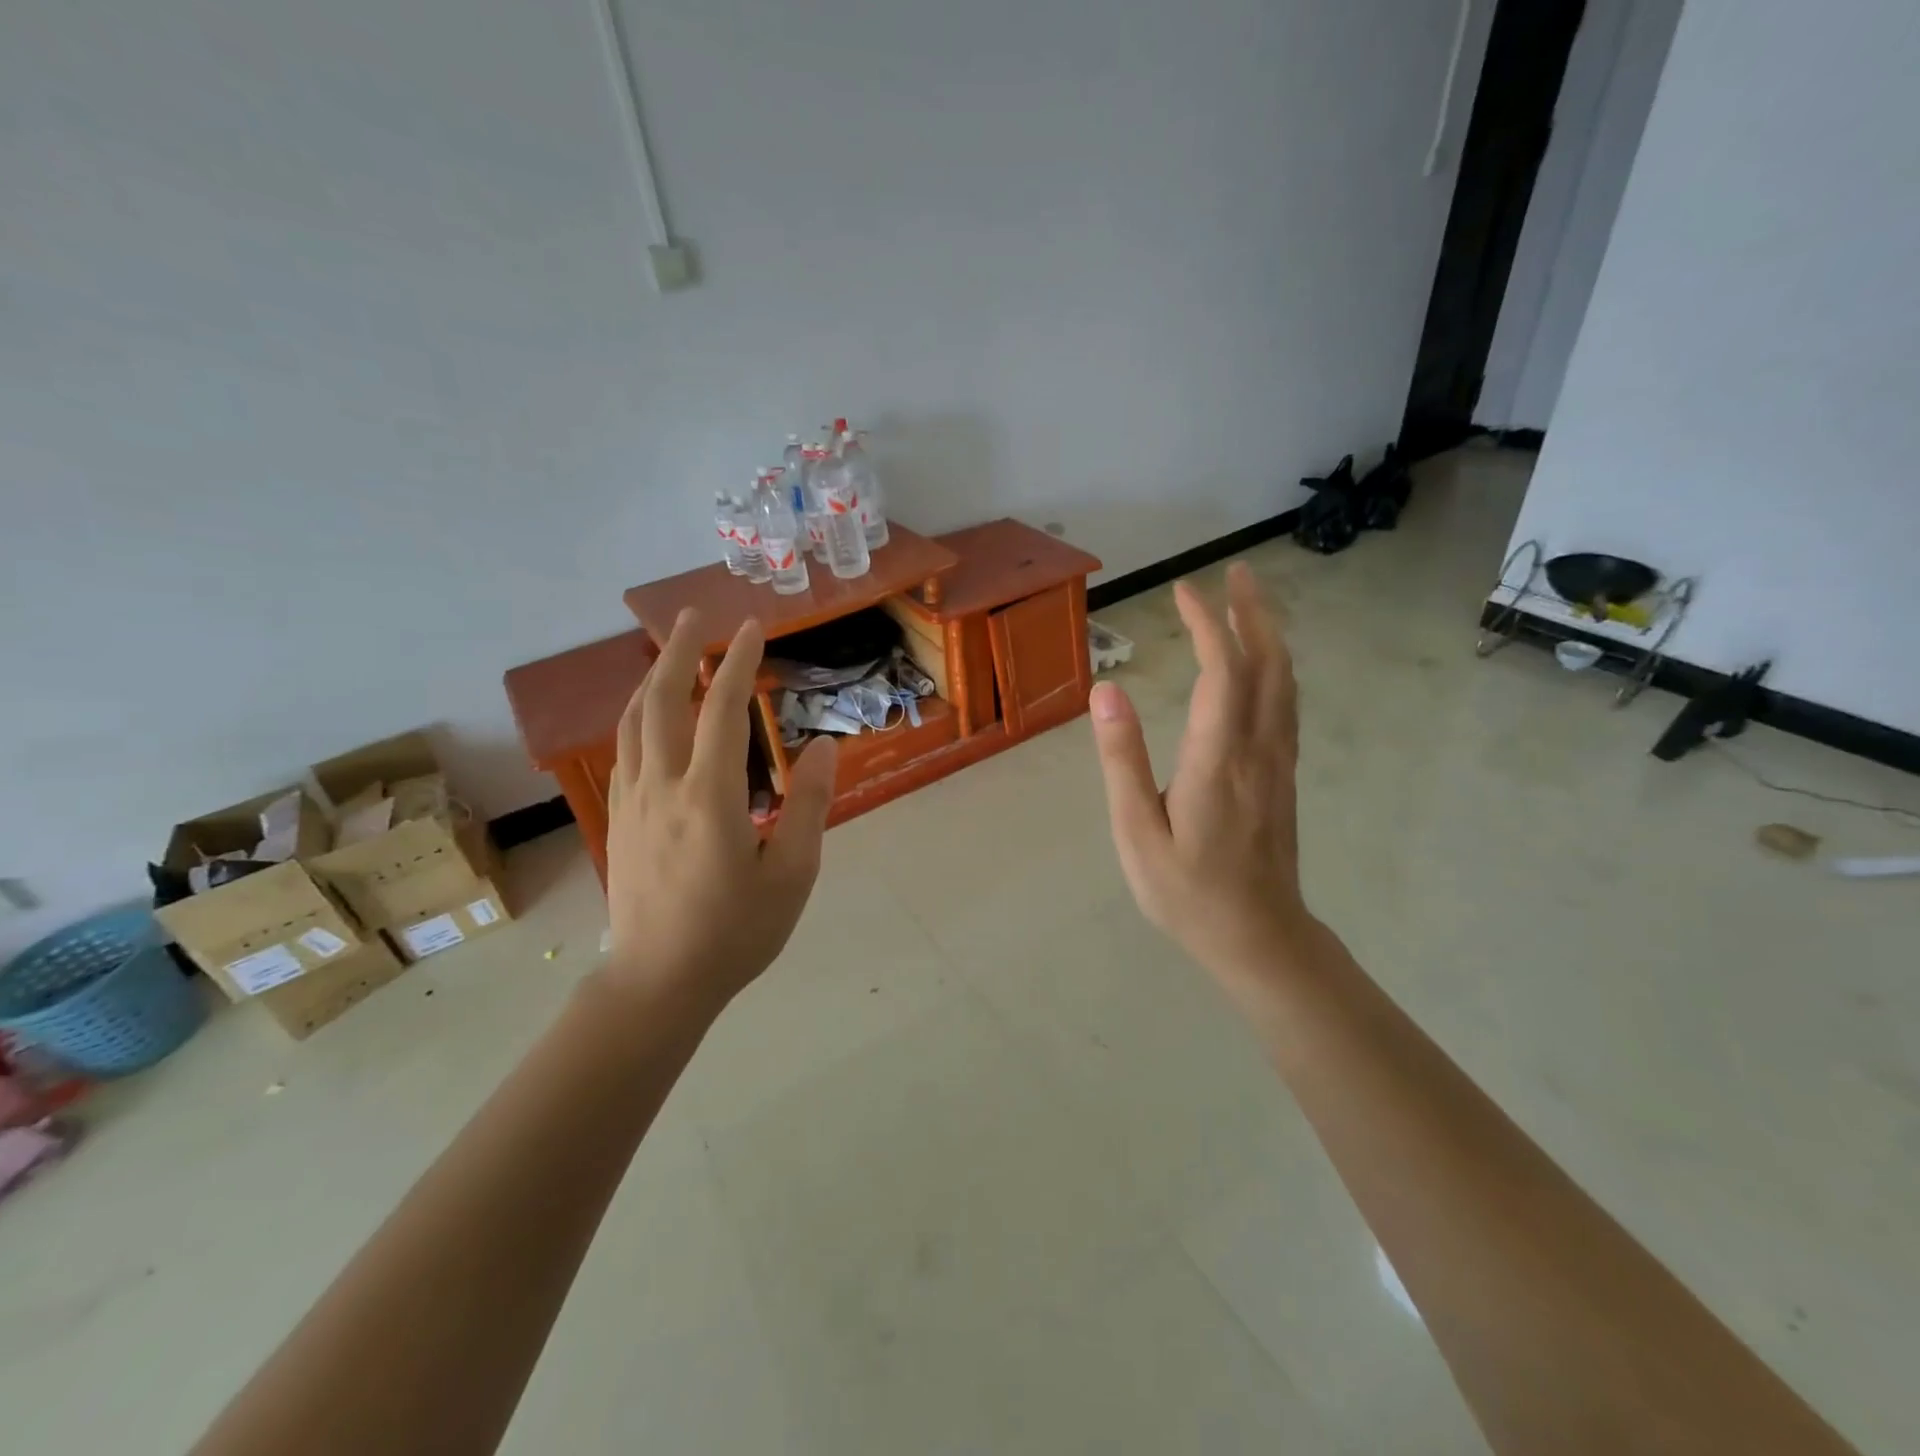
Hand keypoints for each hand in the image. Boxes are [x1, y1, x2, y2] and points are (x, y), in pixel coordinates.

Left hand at [602, 609, 837, 1012]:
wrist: (658, 983)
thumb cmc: (736, 932)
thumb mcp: (791, 874)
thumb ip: (808, 805)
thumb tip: (821, 747)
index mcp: (709, 797)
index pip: (722, 710)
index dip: (739, 662)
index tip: (753, 627)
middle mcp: (662, 786)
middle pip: (664, 700)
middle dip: (680, 651)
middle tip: (694, 616)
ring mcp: (632, 802)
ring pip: (635, 721)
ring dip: (654, 678)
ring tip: (673, 653)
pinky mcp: (620, 819)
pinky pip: (625, 749)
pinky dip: (639, 715)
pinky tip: (651, 716)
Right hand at [1089, 562, 1310, 982]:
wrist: (1258, 937)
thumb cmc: (1186, 891)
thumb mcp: (1137, 831)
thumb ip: (1123, 759)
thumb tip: (1107, 691)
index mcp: (1218, 758)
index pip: (1222, 671)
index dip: (1207, 623)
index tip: (1185, 590)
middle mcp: (1258, 749)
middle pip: (1268, 664)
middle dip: (1253, 612)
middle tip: (1236, 571)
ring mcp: (1278, 761)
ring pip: (1284, 682)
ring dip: (1270, 634)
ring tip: (1250, 602)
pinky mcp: (1282, 775)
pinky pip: (1285, 704)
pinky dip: (1276, 667)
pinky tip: (1262, 664)